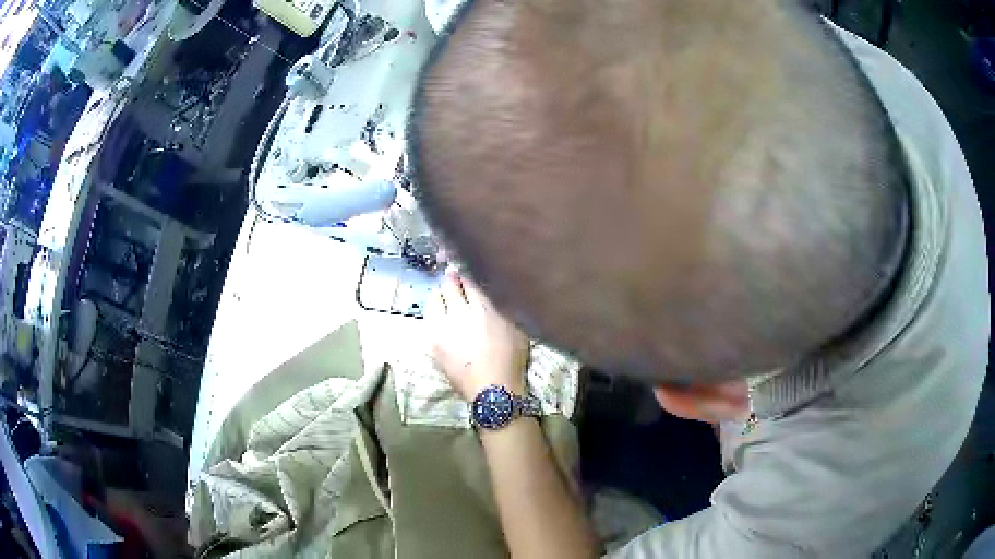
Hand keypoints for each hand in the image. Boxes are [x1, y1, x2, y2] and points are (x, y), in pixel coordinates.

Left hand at [426, 270, 529, 400]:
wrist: (491, 390)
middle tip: (453, 276)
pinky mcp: (432, 341)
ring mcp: (442, 328)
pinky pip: (429, 317)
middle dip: (451, 279)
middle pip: (448, 285)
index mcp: (483, 308)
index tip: (464, 267)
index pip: (468, 279)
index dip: (465, 271)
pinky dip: (435, 312)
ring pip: (435, 299)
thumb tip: (493, 286)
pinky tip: (441, 316)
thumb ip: (503, 304)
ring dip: (441, 294)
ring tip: (446, 297)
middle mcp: (459, 314)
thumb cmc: (511, 359)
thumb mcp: (517, 327)